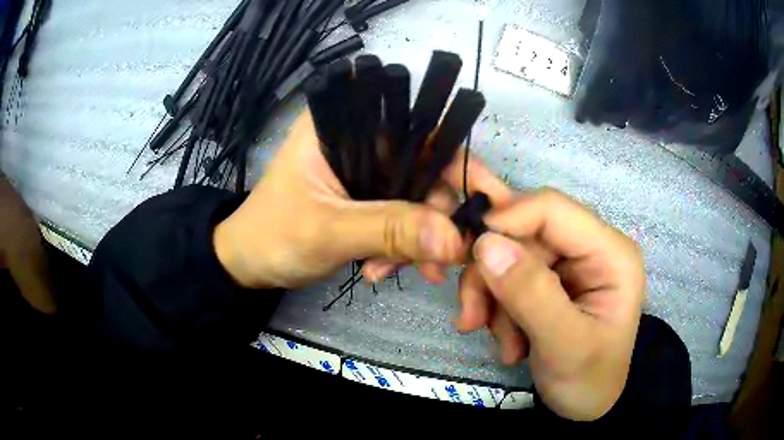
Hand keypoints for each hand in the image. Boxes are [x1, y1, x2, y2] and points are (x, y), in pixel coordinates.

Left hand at [212, 111, 508, 288]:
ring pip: (414, 195)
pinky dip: (403, 244)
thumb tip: (454, 238)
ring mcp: (364, 170)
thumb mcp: (327, 231)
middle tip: (443, 255)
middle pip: (422, 165)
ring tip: (403, 271)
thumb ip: (389, 230)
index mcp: (342, 122)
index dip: (455, 156)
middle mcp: (358, 138)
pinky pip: (401, 216)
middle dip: (435, 213)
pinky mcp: (365, 198)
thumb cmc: (272, 236)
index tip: (484, 195)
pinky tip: (383, 270)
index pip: (415, 124)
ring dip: (418, 236)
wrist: (248, 264)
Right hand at [465, 189, 644, 420]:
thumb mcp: (564, 344)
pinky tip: (509, 342)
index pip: (553, 209)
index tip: (470, 252)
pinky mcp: (550, 280)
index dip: (507, 219)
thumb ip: (531, 294)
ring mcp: (569, 264)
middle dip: (493, 276)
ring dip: (493, 299)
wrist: (587, 404)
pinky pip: (508, 278)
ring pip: (509, 257)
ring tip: (501, 341)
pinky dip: (497, 309)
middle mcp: (589, 247)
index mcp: (610, 252)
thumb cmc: (588, 379)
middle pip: (523, 234)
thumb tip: (486, 244)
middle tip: (472, 317)